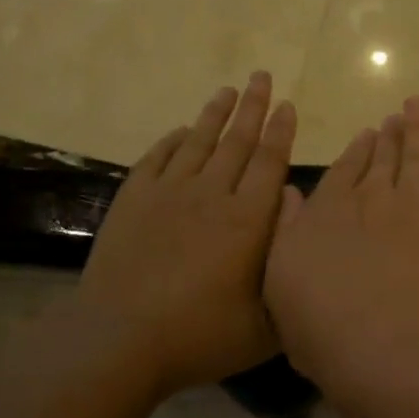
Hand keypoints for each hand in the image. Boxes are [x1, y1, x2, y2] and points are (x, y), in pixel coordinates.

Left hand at [73, 73, 296, 392]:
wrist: (120, 340)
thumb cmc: (202, 335)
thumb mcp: (267, 321)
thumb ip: (289, 266)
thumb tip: (298, 215)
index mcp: (249, 219)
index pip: (270, 162)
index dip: (281, 131)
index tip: (288, 106)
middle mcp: (213, 195)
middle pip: (238, 141)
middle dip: (254, 107)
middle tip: (262, 77)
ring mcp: (169, 194)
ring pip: (199, 142)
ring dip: (215, 114)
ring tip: (228, 90)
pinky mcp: (134, 202)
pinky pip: (157, 159)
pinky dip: (172, 141)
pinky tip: (180, 131)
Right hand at [264, 96, 418, 383]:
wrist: (385, 340)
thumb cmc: (324, 326)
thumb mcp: (281, 283)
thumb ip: (287, 233)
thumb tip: (290, 194)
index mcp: (327, 212)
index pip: (342, 172)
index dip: (355, 152)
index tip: (365, 136)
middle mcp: (369, 196)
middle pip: (381, 158)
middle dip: (387, 137)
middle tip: (394, 120)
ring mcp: (412, 200)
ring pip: (415, 155)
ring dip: (416, 129)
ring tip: (417, 108)